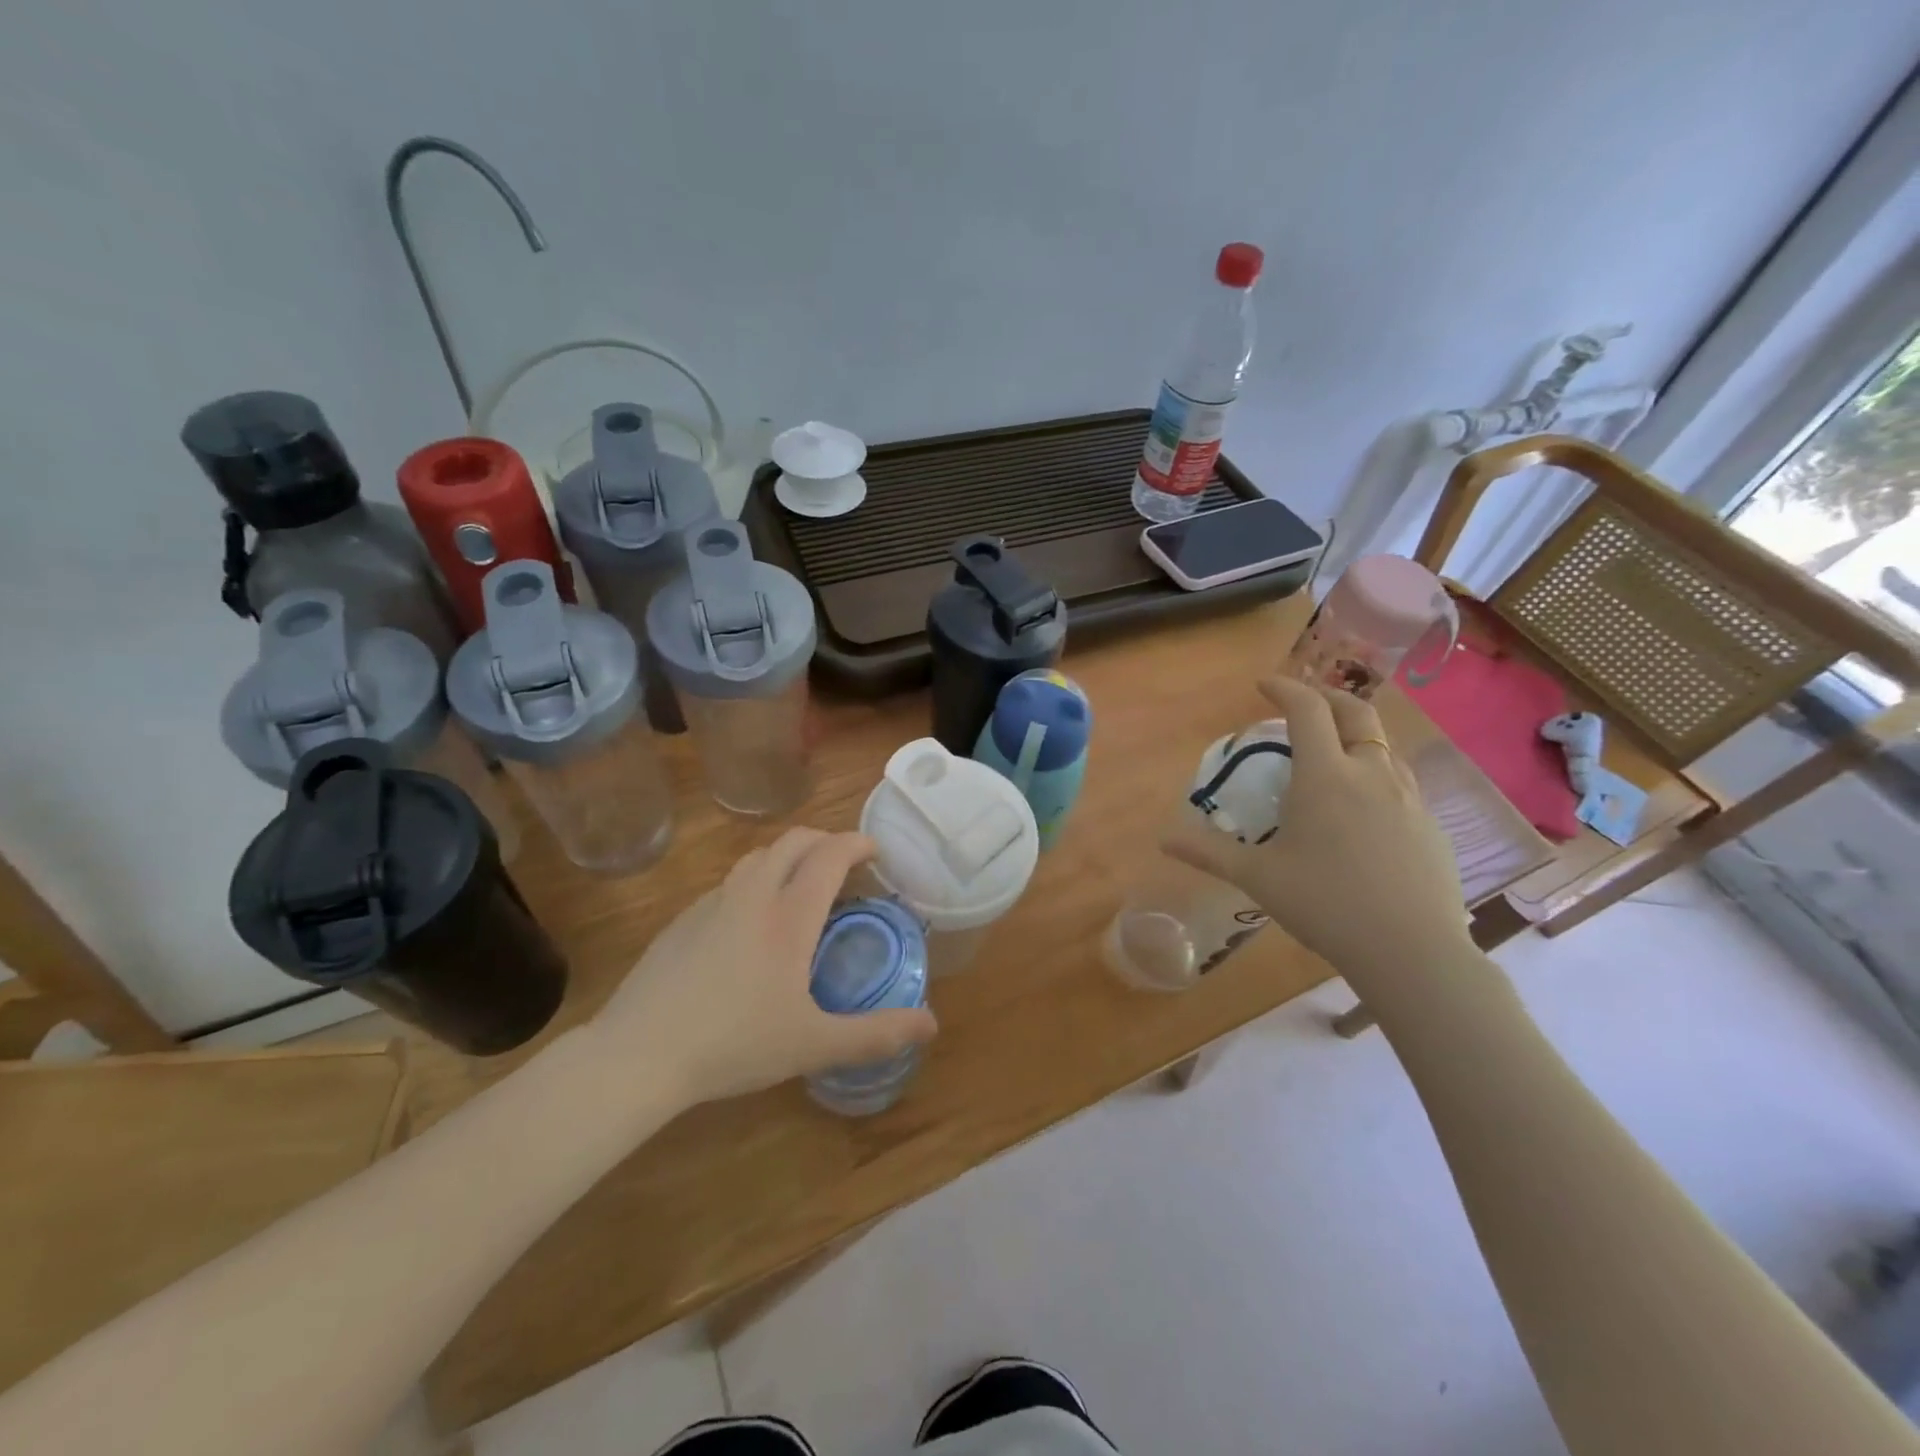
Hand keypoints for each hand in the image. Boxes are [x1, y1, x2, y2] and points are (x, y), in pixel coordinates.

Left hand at [590, 829, 937, 1106]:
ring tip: (801, 888)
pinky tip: (751, 924)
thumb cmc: (734, 1043)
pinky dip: (755, 881)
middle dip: (825, 841)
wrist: (638, 1054)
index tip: (875, 851)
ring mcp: (712, 903)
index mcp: (788, 915)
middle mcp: (752, 895)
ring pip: (757, 857)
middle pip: (793, 841)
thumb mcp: (813, 1045)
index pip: (829, 854)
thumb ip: (875, 1035)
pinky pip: (729, 883)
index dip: (856, 843)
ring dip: (788, 857)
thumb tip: (931, 1025)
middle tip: (844, 866)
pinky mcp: (682, 920)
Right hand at [1163, 677, 1470, 994]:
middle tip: (1305, 706)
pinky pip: (1402, 784)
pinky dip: (1376, 776)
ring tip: (1333, 757)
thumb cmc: (1324, 903)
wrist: (1411, 951)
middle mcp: (1371, 774)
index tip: (1263, 686)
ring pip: (1384, 747)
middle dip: (1328, 698)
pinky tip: (1364, 812)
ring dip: (1356, 737)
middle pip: (1357, 712)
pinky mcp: (1431, 826)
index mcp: (1325, 776)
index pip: (1307, 710)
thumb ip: (1208, 852)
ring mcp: (1409, 798)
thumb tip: (1162, 838)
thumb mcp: (1257, 877)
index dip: (1284, 689)